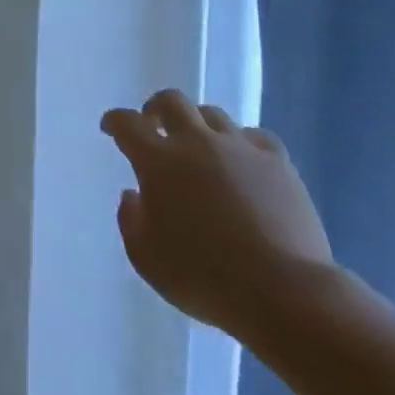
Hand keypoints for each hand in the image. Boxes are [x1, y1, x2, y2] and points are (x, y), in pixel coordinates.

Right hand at [101, 89, 333, 338]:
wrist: (284, 292)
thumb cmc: (204, 278)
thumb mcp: (146, 259)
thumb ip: (130, 221)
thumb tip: (133, 195)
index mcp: (158, 161)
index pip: (127, 123)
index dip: (114, 121)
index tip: (110, 128)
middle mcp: (196, 142)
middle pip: (171, 102)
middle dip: (155, 108)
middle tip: (153, 124)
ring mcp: (240, 149)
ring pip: (213, 114)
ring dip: (198, 124)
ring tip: (200, 146)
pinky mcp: (278, 163)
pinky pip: (254, 137)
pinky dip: (242, 143)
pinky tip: (243, 162)